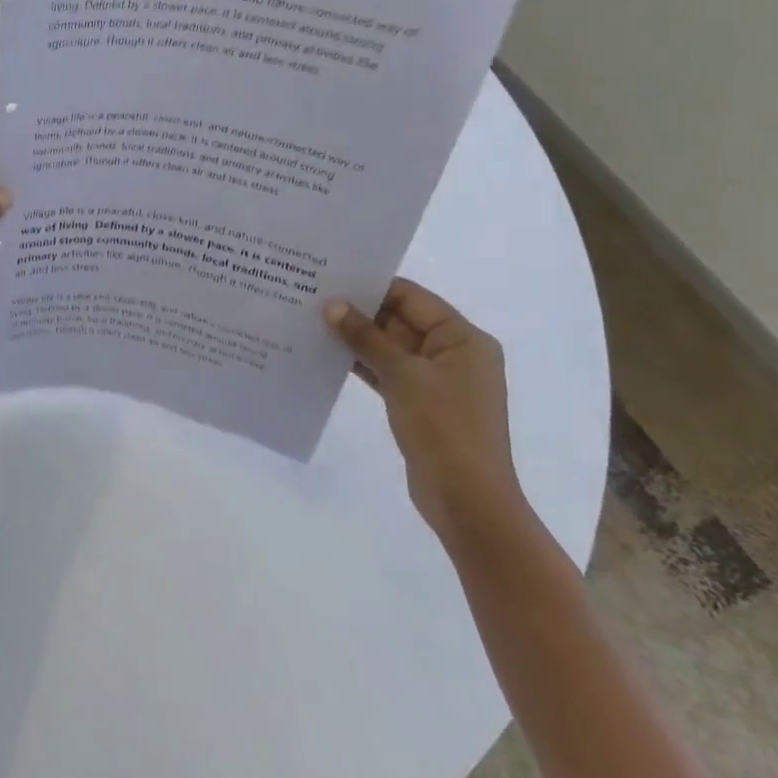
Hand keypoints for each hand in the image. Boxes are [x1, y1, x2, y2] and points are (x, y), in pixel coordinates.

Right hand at [325, 279, 527, 544]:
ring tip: (311, 322)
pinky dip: (362, 364)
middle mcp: (454, 353)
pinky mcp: (420, 403)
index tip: (330, 278)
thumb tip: (333, 306)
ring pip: (390, 347)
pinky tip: (326, 355)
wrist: (466, 499)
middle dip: (360, 312)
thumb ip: (367, 338)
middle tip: (312, 298)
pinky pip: (388, 372)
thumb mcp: (403, 376)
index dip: (372, 286)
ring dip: (357, 339)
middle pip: (401, 320)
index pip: (412, 297)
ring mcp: (437, 380)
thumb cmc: (444, 428)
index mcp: (463, 339)